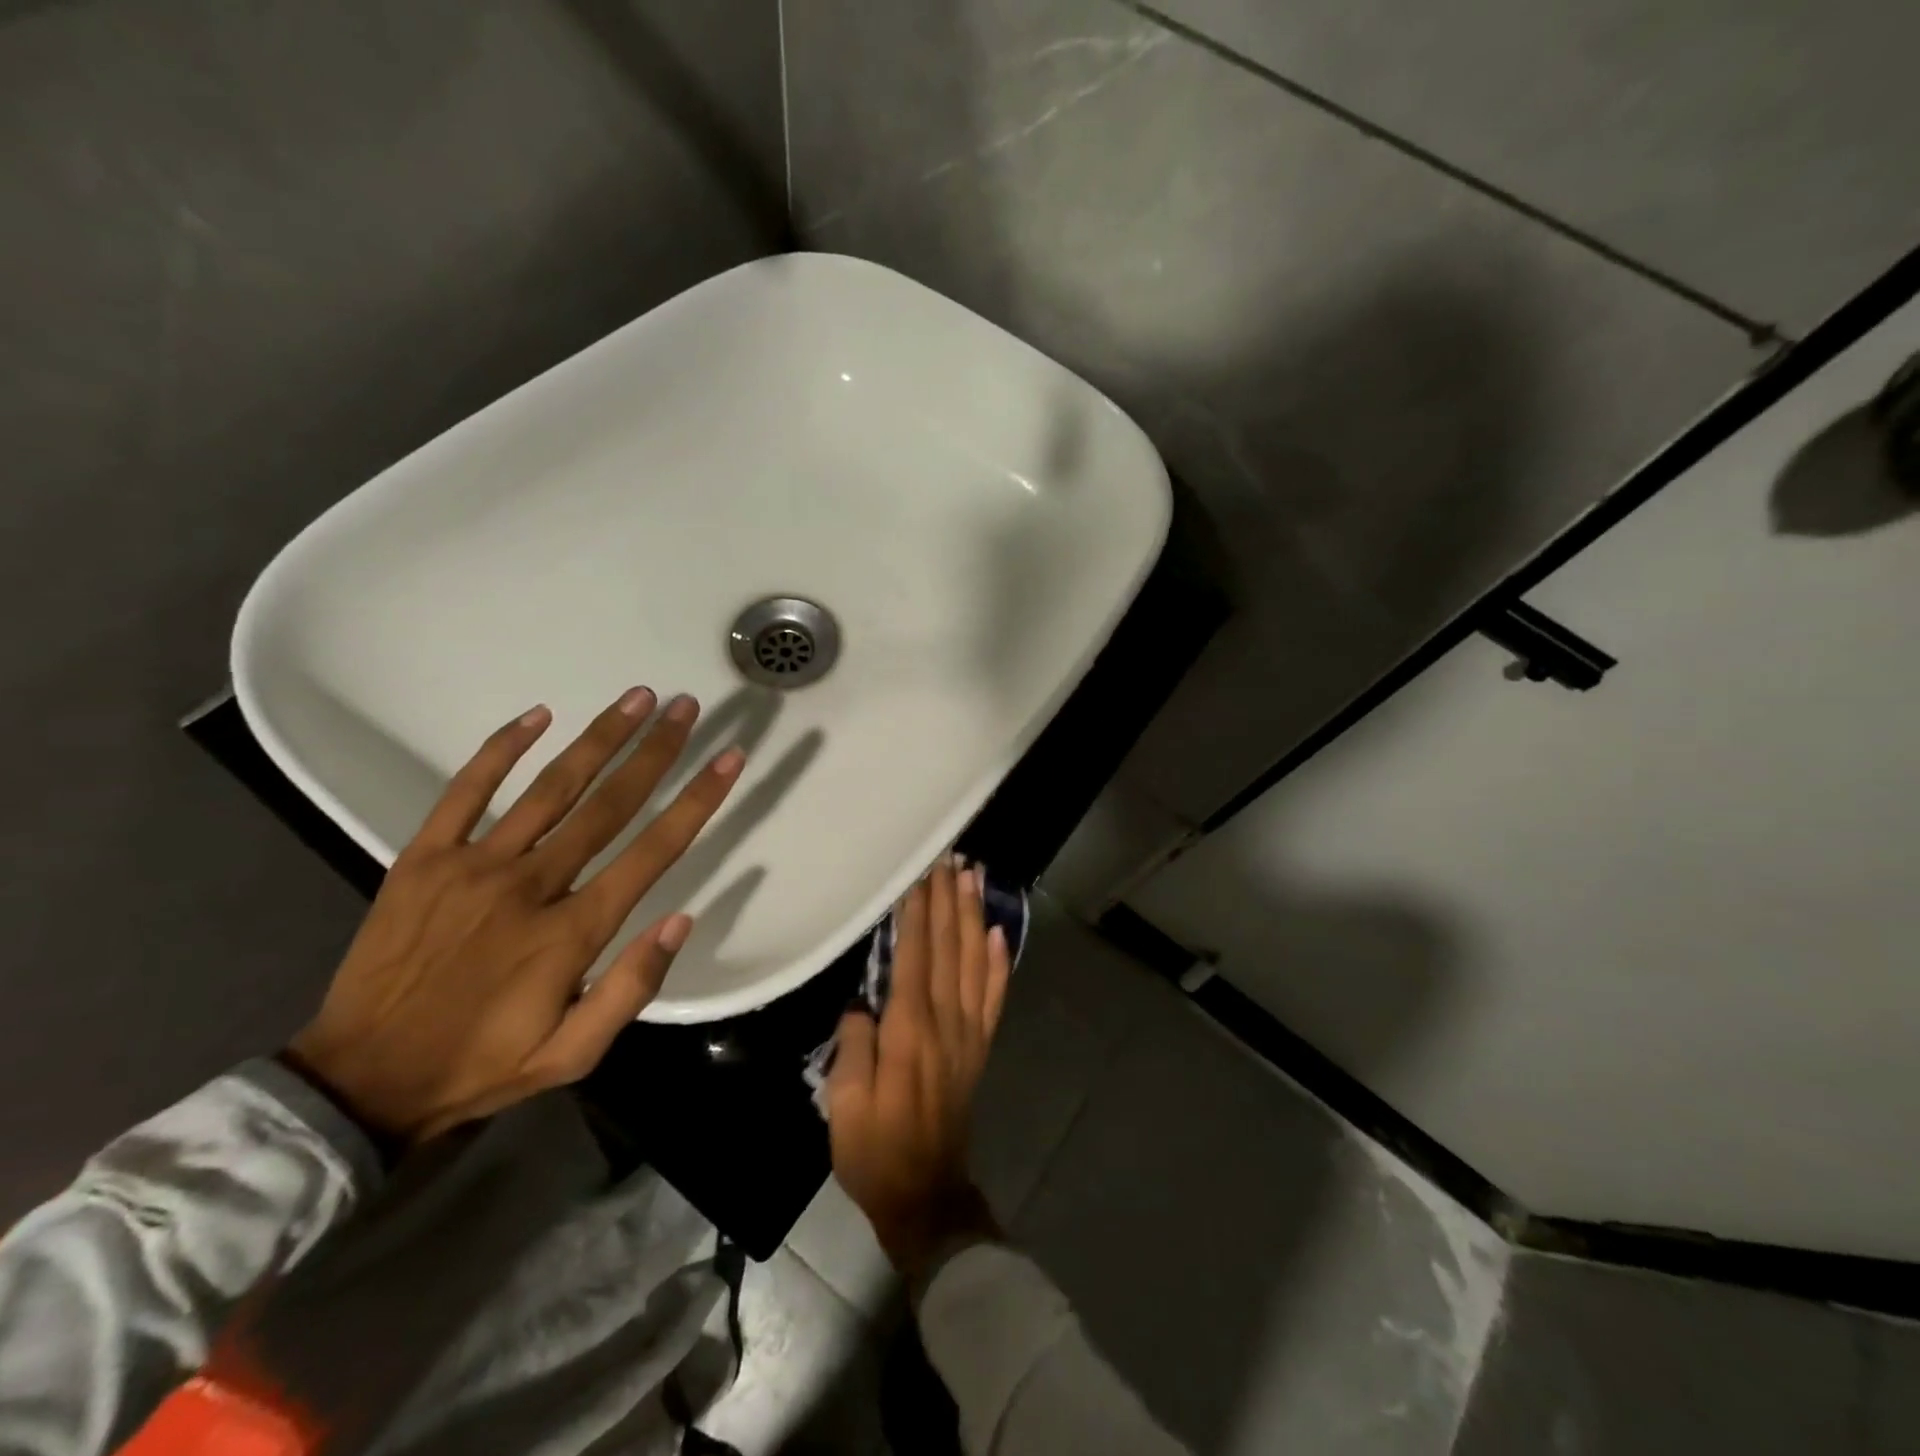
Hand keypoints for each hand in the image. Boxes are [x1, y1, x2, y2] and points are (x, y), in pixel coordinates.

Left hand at [286, 688, 742, 1142]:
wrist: (360, 1081)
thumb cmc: (482, 1064)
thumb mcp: (573, 1054)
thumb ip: (632, 988)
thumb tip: (683, 919)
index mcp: (572, 932)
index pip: (653, 851)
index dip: (697, 801)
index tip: (728, 759)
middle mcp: (531, 886)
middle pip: (609, 804)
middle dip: (655, 750)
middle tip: (686, 706)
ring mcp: (473, 866)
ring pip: (551, 788)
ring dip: (599, 738)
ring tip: (637, 698)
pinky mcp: (423, 859)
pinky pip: (465, 791)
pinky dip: (501, 750)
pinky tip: (537, 715)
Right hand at [827, 858, 1012, 1280]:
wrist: (926, 1192)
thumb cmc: (876, 1149)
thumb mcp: (845, 1105)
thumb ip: (854, 1046)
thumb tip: (862, 1003)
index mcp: (909, 1029)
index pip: (915, 955)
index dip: (918, 912)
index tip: (920, 874)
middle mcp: (945, 1020)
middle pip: (949, 947)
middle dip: (947, 899)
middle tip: (950, 858)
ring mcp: (968, 1032)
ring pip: (975, 961)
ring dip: (973, 916)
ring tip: (973, 877)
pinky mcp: (979, 1045)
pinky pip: (994, 995)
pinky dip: (999, 961)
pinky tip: (999, 932)